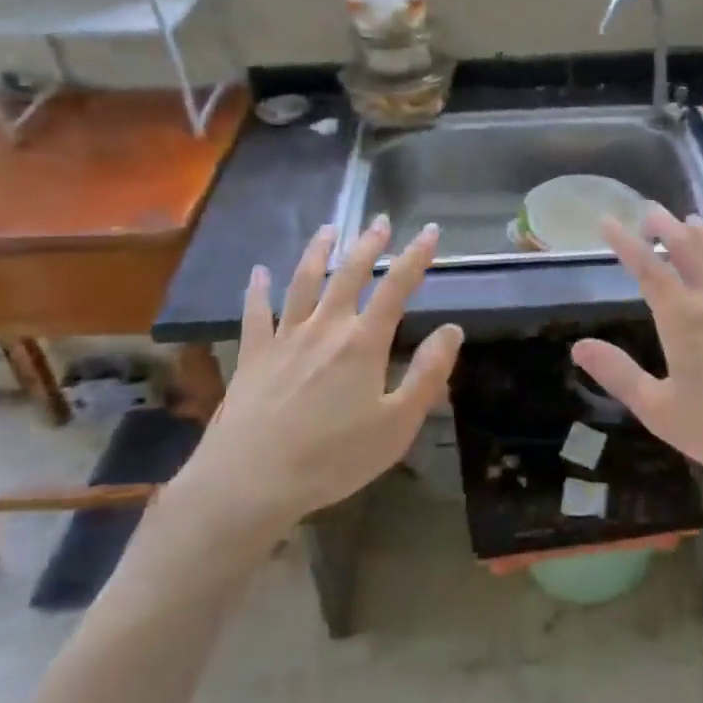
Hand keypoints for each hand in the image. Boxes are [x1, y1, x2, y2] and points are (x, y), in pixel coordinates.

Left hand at [176, 217, 462, 532]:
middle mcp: (325, 327)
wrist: (250, 481)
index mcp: (363, 342)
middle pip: (349, 274)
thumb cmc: (332, 458)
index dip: (416, 256)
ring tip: (328, 229)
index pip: (397, 287)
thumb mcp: (396, 425)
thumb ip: (428, 374)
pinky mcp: (253, 355)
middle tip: (379, 221)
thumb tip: (453, 329)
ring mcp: (285, 337)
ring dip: (318, 252)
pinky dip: (257, 290)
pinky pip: (255, 313)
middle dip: (368, 245)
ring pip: (303, 282)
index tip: (429, 231)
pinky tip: (258, 273)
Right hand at [571, 207, 702, 492]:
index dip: (625, 242)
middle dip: (667, 227)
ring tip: (693, 220)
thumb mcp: (659, 411)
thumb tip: (579, 347)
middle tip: (652, 211)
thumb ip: (618, 374)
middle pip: (689, 251)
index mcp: (683, 319)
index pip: (647, 269)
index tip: (608, 219)